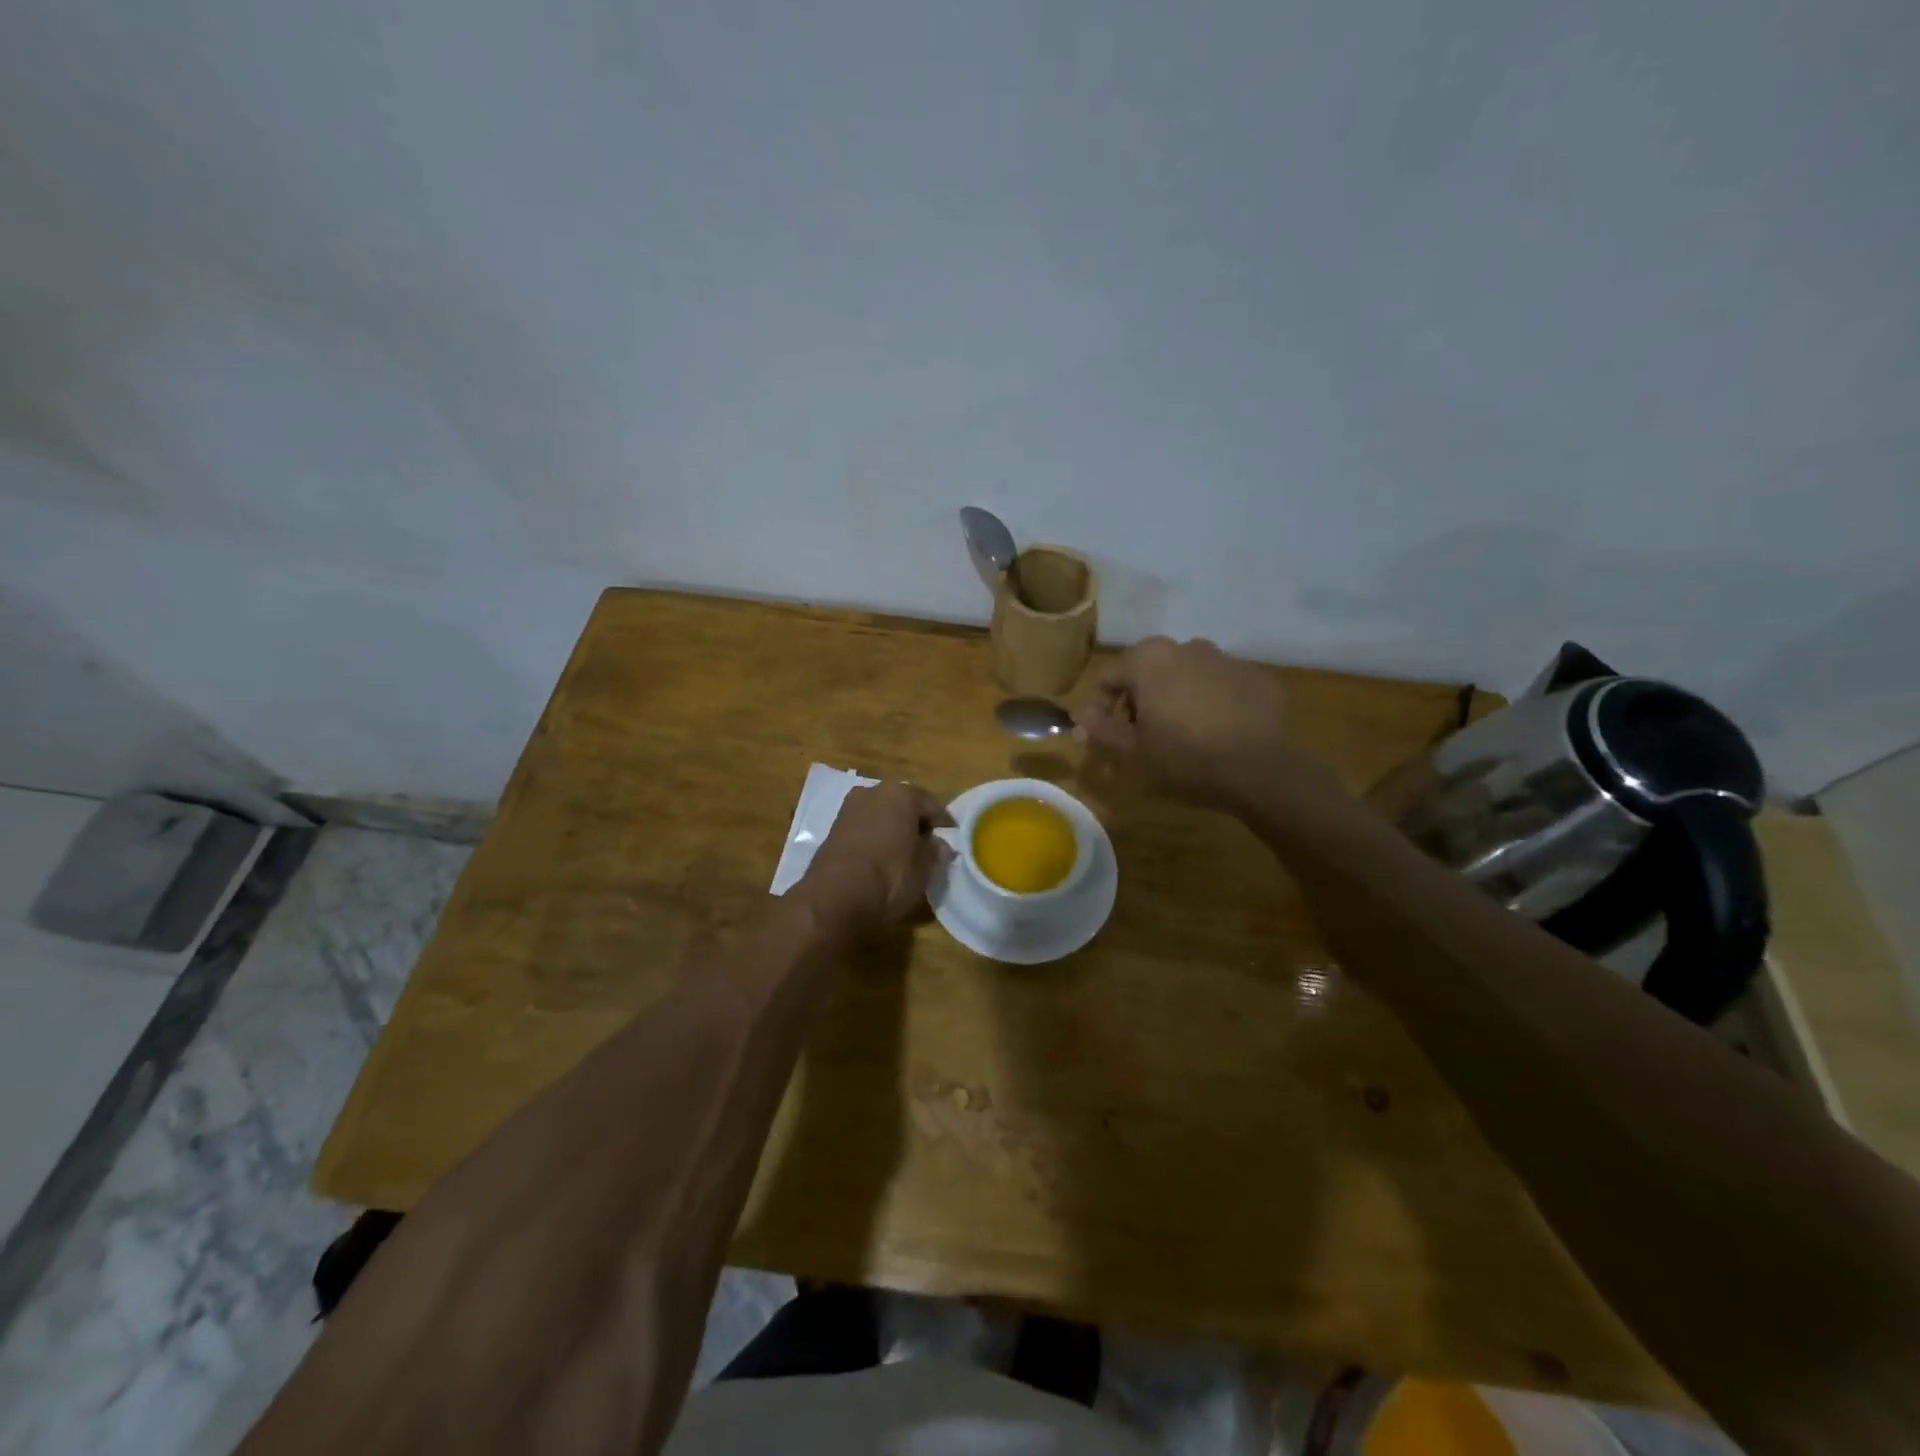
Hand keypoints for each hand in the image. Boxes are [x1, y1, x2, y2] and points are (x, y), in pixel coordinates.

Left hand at [796, 781, 953, 934]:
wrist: (834, 898)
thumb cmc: (889, 878)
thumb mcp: (923, 869)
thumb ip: (934, 852)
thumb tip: (940, 845)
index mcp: (901, 794)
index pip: (931, 804)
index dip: (943, 822)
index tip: (951, 836)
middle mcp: (874, 791)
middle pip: (903, 803)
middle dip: (915, 820)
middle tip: (927, 842)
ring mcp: (849, 808)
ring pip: (881, 813)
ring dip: (892, 826)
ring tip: (903, 850)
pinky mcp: (833, 827)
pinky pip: (863, 826)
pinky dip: (874, 835)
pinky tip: (880, 855)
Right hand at [1074, 637, 1337, 811]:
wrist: (1261, 771)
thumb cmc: (1184, 759)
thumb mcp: (1132, 752)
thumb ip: (1100, 729)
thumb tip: (1078, 716)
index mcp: (1150, 660)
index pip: (1108, 677)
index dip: (1101, 708)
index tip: (1106, 737)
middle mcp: (1187, 646)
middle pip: (1149, 672)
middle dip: (1140, 701)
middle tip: (1143, 737)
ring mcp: (1227, 659)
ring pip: (1187, 676)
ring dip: (1177, 698)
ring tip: (1184, 736)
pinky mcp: (1258, 677)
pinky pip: (1223, 687)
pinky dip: (1213, 703)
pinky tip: (1219, 733)